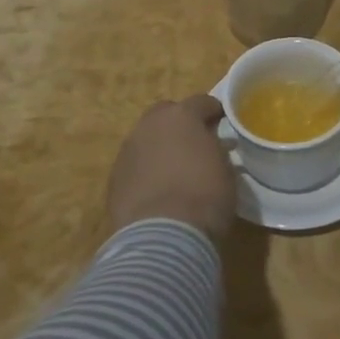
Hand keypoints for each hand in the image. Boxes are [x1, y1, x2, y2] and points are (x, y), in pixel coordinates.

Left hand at [106, 95, 236, 241]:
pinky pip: (135, 164)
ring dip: (159, 146)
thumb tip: (211, 145)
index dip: (213, 111)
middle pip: (166, 113)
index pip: (201, 102)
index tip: (222, 121)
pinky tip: (156, 189)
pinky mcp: (114, 177)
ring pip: (146, 138)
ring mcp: (128, 150)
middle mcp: (150, 125)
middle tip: (194, 141)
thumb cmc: (204, 196)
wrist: (162, 236)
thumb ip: (216, 148)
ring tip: (173, 168)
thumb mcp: (224, 168)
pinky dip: (146, 170)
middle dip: (179, 122)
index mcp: (181, 116)